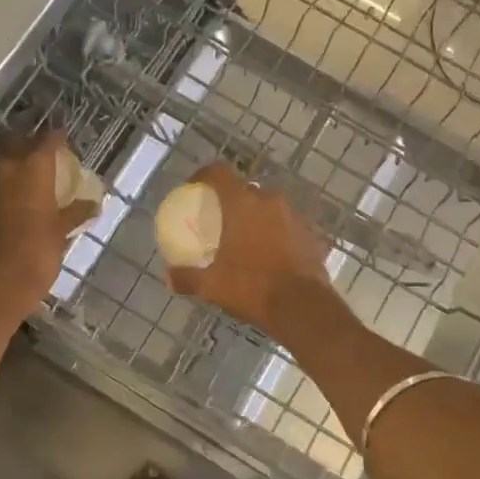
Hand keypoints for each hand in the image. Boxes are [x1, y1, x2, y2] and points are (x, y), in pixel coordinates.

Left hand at [0, 132, 95, 329]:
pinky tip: (5, 197)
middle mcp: (4, 171)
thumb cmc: (35, 259)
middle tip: (40, 149)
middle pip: (13, 142)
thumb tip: (94, 203)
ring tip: (22, 170)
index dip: (57, 137)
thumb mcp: (60, 235)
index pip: (47, 142)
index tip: (64, 138)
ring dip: (7, 159)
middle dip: (26, 141)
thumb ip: (75, 214)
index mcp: (32, 172)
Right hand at [164, 163, 331, 335]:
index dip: (204, 175)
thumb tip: (169, 277)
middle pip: (245, 191)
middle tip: (220, 221)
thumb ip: (188, 277)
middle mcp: (269, 201)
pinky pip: (287, 226)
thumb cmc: (252, 287)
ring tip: (246, 239)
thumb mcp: (212, 286)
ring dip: (256, 218)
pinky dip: (276, 234)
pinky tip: (270, 255)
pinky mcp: (310, 234)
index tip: (193, 187)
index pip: (219, 173)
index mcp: (242, 204)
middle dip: (231, 201)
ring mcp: (294, 216)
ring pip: (269, 208)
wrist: (302, 306)